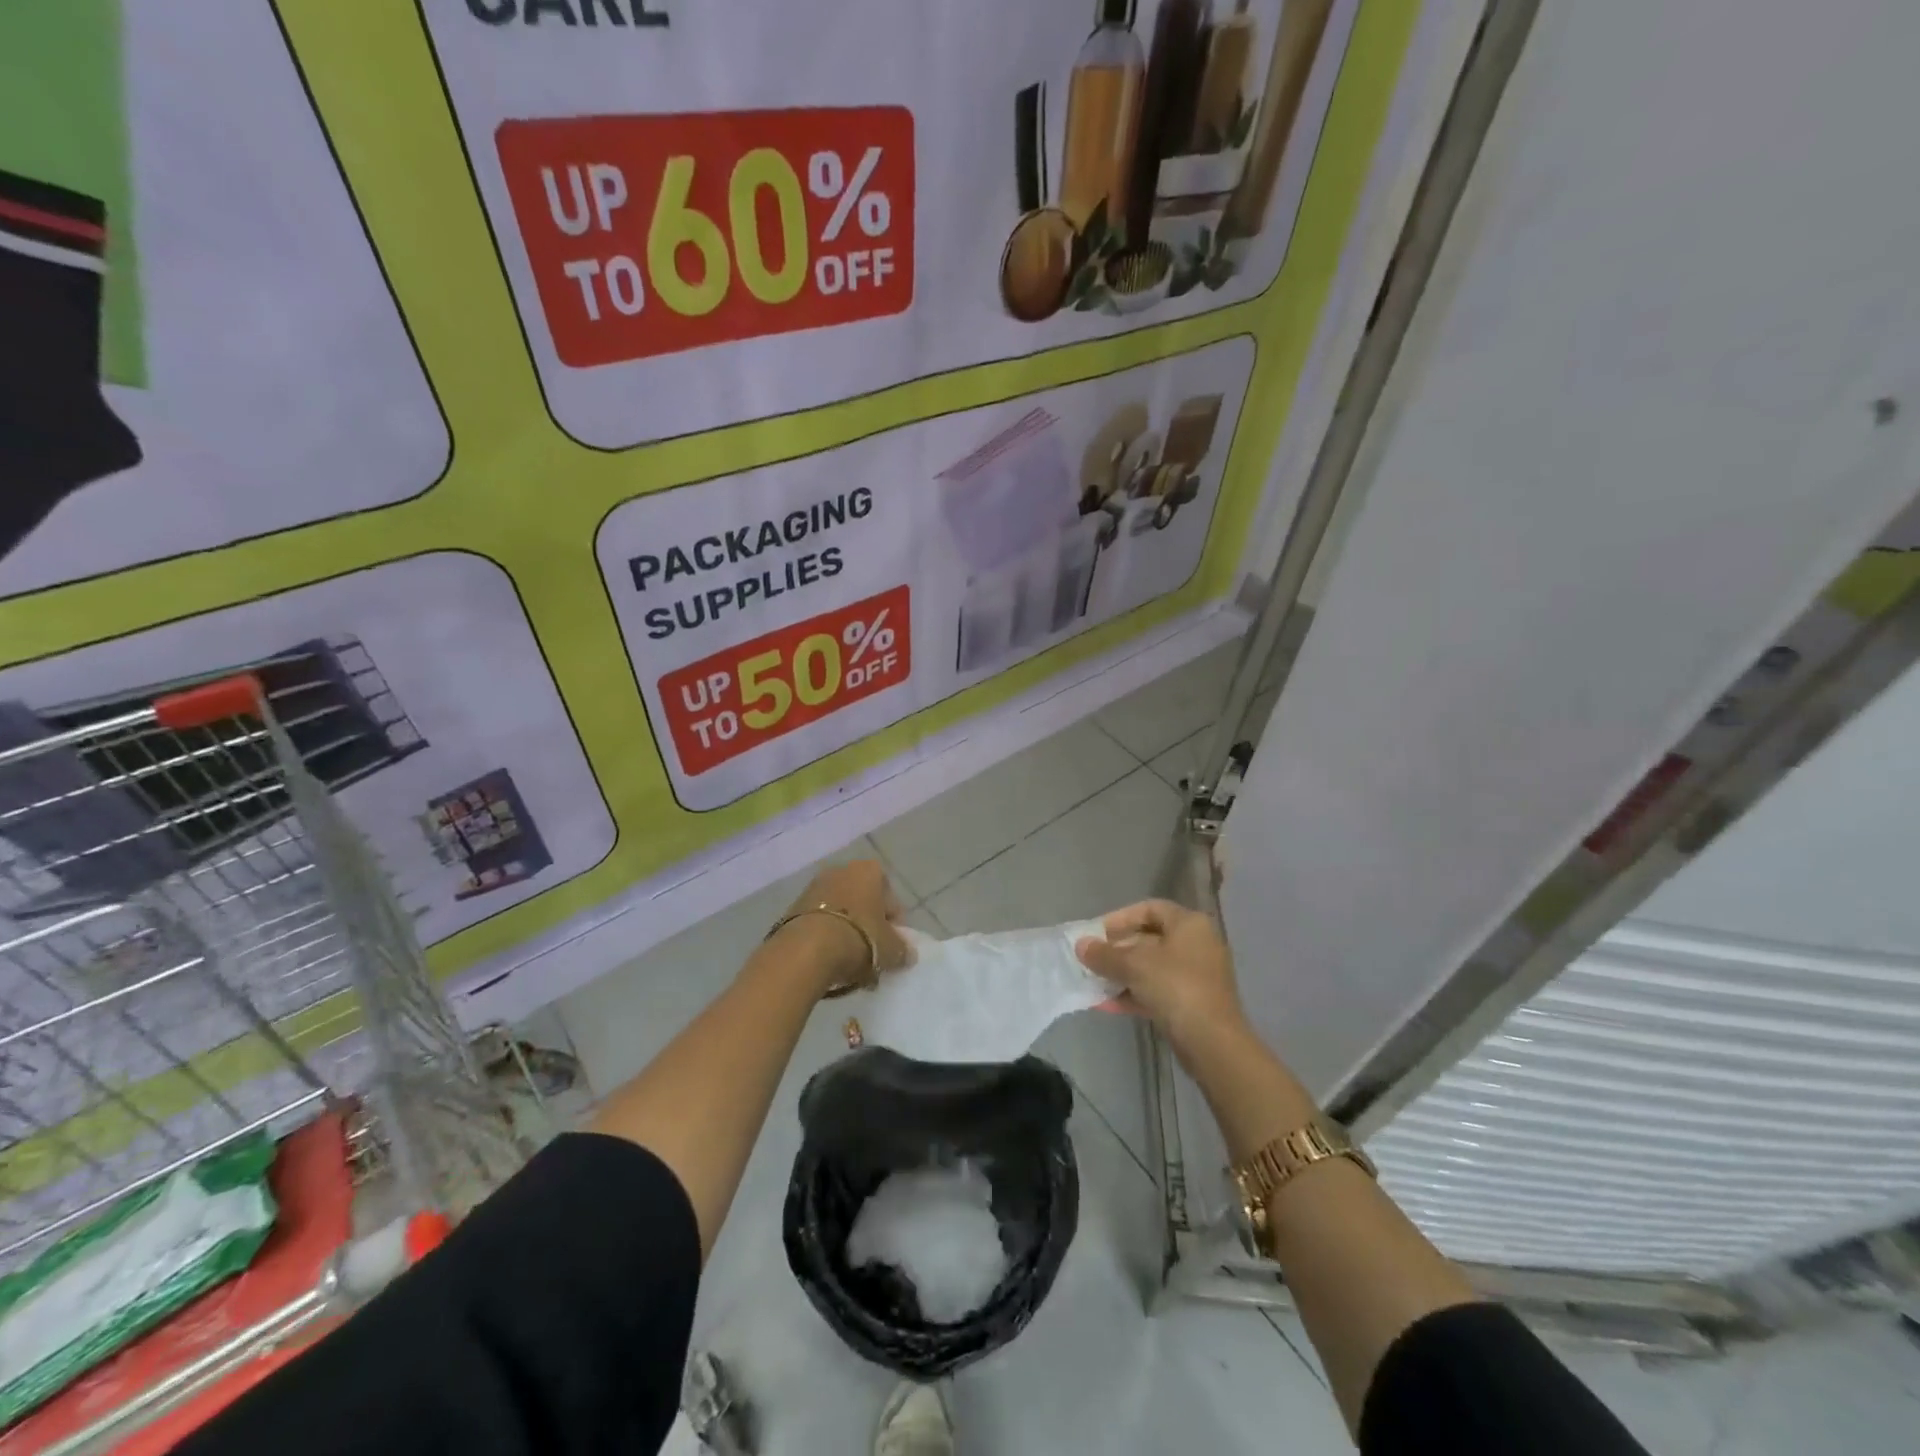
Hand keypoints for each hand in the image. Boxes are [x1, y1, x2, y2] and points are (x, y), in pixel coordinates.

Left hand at [779, 859, 913, 992]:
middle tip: (872, 957)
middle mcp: (841, 871)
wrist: (805, 950)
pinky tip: (830, 962)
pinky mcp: (793, 907)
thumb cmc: (859, 939)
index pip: (890, 898)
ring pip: (841, 913)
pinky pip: (819, 922)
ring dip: (848, 934)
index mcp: (869, 871)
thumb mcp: (891, 949)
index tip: (893, 946)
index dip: (894, 924)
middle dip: (869, 928)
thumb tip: (907, 954)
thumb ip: (903, 950)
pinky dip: (826, 938)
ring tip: (850, 965)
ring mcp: (814, 887)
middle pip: (863, 903)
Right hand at [1076, 899, 1245, 1052]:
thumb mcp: (1134, 965)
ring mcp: (1197, 976)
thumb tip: (1081, 946)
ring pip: (1152, 968)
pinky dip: (1134, 994)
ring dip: (1122, 974)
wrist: (1213, 1042)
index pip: (1149, 909)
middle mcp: (1197, 944)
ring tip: (1093, 983)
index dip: (1120, 918)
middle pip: (1150, 939)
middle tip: (1092, 959)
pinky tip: (1107, 1005)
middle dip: (1117, 950)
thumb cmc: (1175, 987)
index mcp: (1189, 924)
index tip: (1096, 933)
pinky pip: (1158, 991)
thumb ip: (1104, 954)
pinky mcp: (1193, 1003)